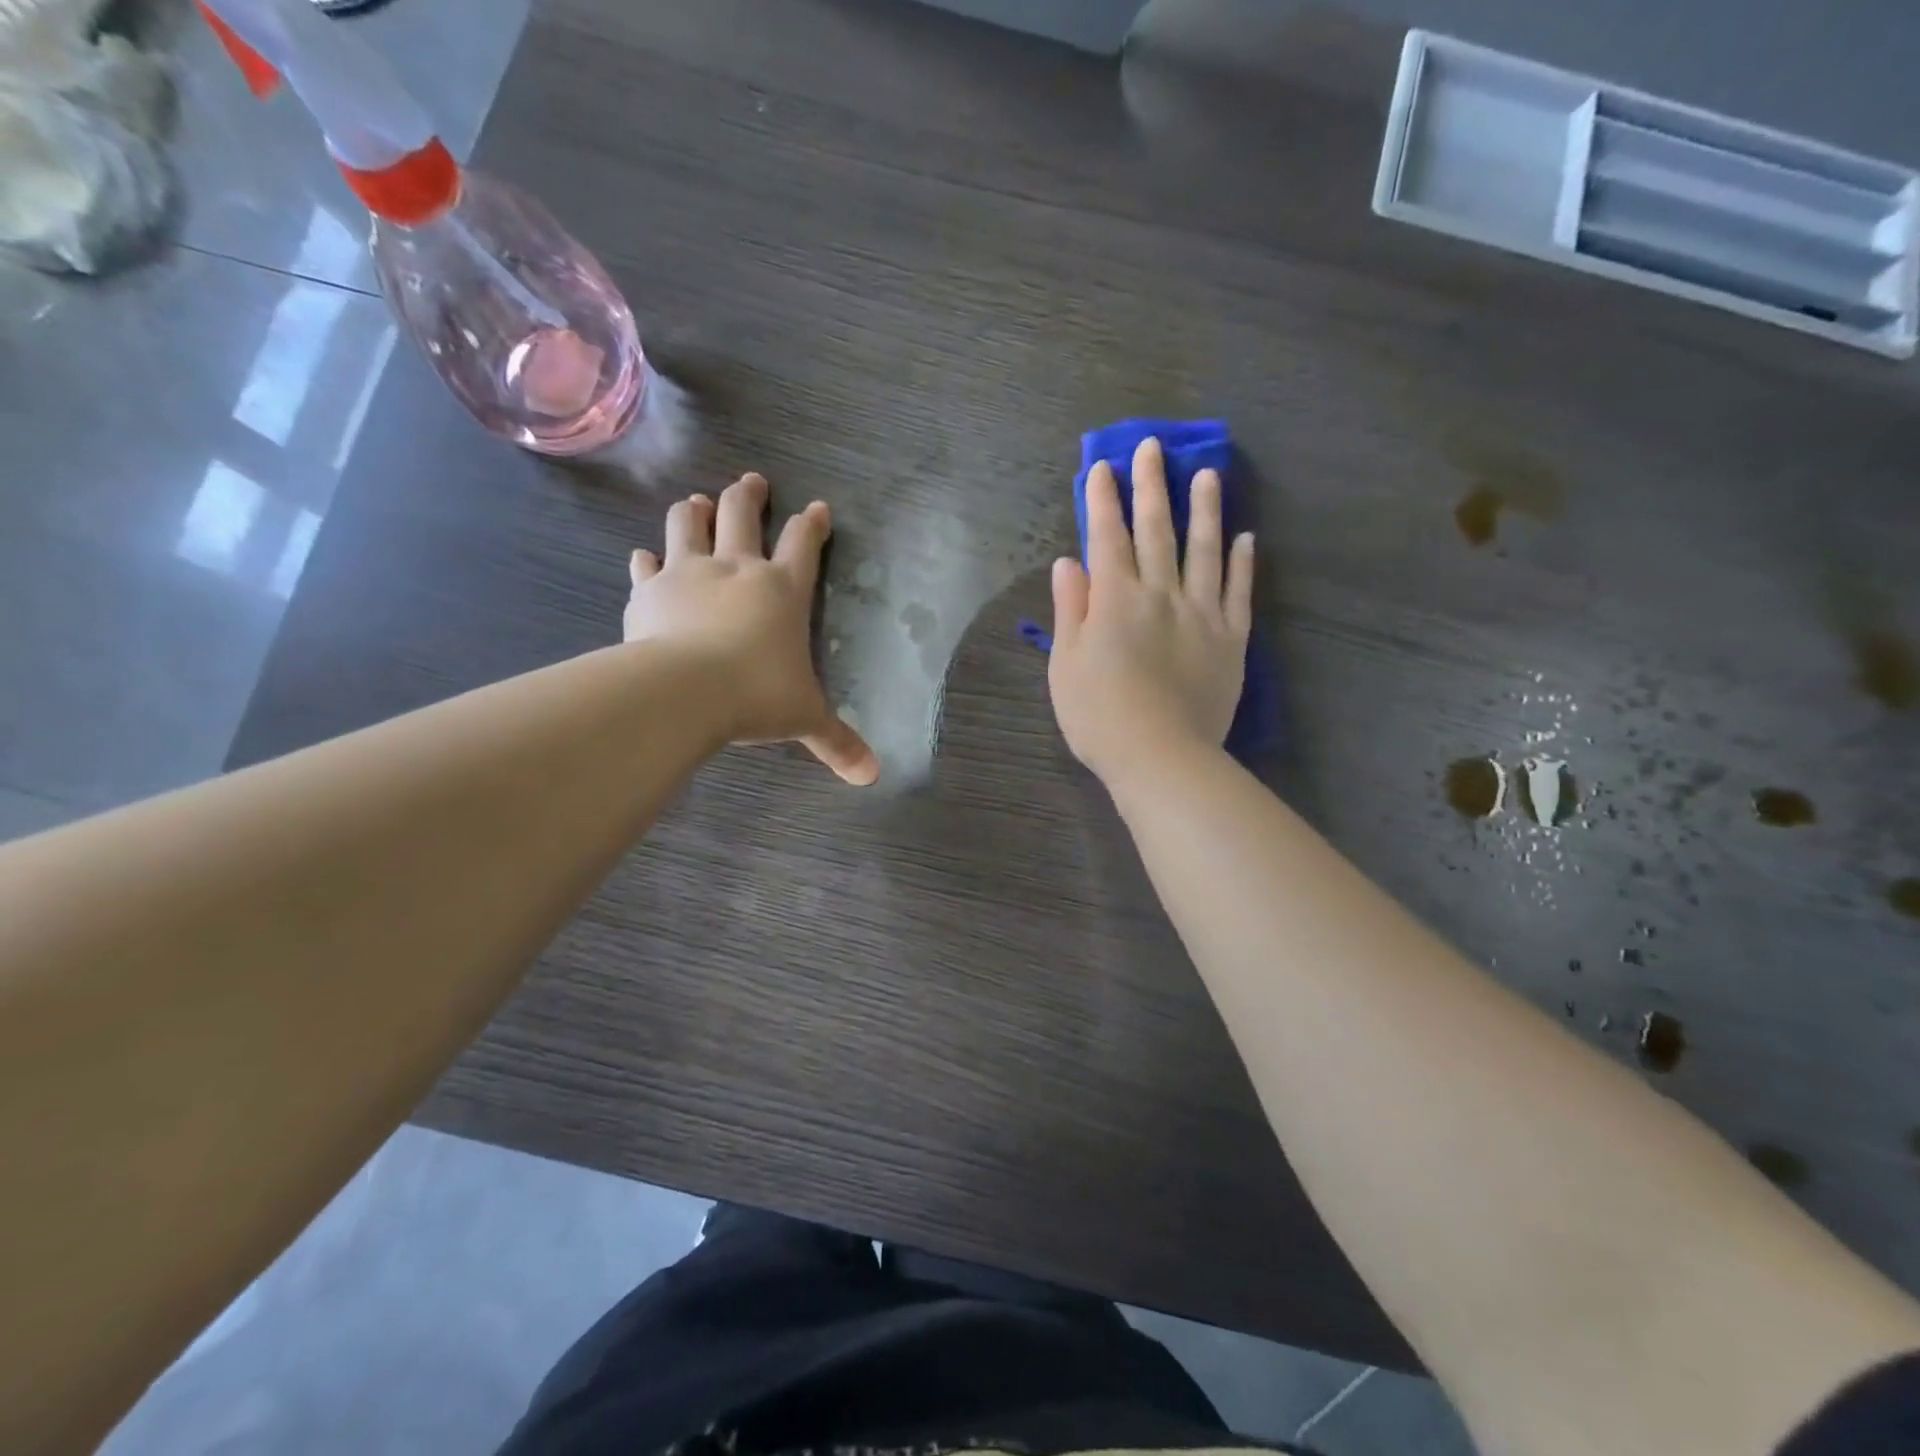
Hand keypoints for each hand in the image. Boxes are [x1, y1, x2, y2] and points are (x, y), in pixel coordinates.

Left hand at [625, 472, 878, 785]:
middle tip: (752, 482)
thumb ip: (837, 742)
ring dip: (694, 510)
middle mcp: (736, 569)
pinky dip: (647, 560)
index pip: (804, 544)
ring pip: (688, 523)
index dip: (813, 524)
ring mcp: (688, 573)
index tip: (817, 508)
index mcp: (782, 590)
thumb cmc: (757, 696)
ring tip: (696, 502)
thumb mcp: (805, 719)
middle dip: (749, 495)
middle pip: (742, 513)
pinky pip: (646, 565)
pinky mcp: (649, 591)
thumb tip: (872, 776)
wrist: (684, 691)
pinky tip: (645, 558)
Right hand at [1047, 437, 1253, 786]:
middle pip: (1156, 531)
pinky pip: (1238, 592)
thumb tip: (1069, 563)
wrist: (1161, 757)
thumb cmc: (1099, 716)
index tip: (1103, 466)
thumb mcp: (1066, 665)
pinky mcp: (1231, 639)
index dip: (1104, 500)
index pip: (1107, 537)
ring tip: (1209, 474)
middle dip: (1152, 486)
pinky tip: (1246, 538)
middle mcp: (1160, 594)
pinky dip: (1242, 563)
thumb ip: (1070, 609)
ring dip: (1205, 509)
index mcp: (1115, 600)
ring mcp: (1201, 614)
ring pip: (1204, 550)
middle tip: (1153, 447)